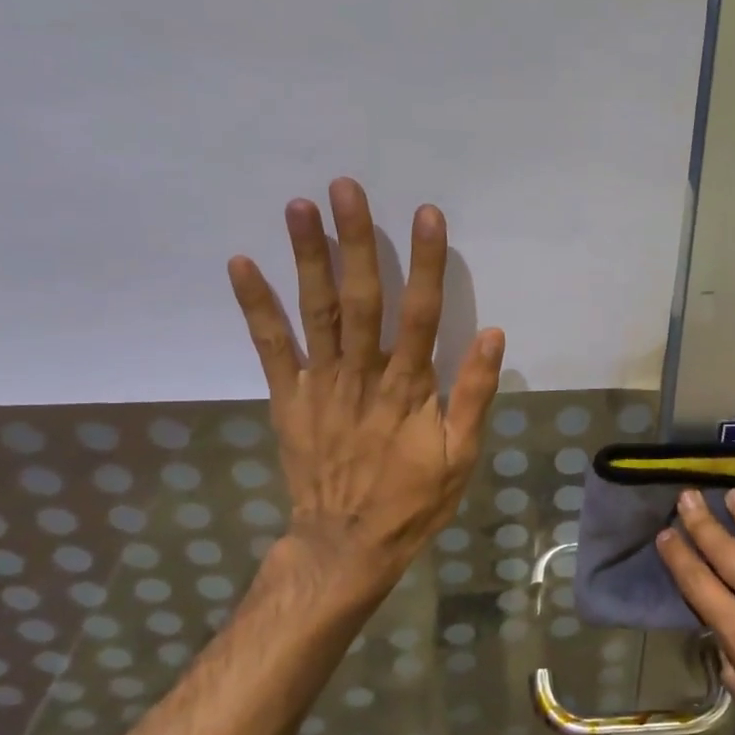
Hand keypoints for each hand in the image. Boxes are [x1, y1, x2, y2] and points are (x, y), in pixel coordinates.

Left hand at [227, 179, 503, 612]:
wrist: (346, 546)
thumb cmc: (413, 500)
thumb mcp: (462, 456)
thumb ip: (475, 394)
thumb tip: (492, 334)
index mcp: (409, 387)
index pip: (421, 312)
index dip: (425, 262)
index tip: (425, 215)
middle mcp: (363, 375)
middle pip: (361, 298)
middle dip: (355, 241)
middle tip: (345, 188)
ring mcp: (321, 384)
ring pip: (315, 311)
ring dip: (307, 257)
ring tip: (299, 207)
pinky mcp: (289, 398)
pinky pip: (271, 347)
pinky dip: (255, 306)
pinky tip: (242, 264)